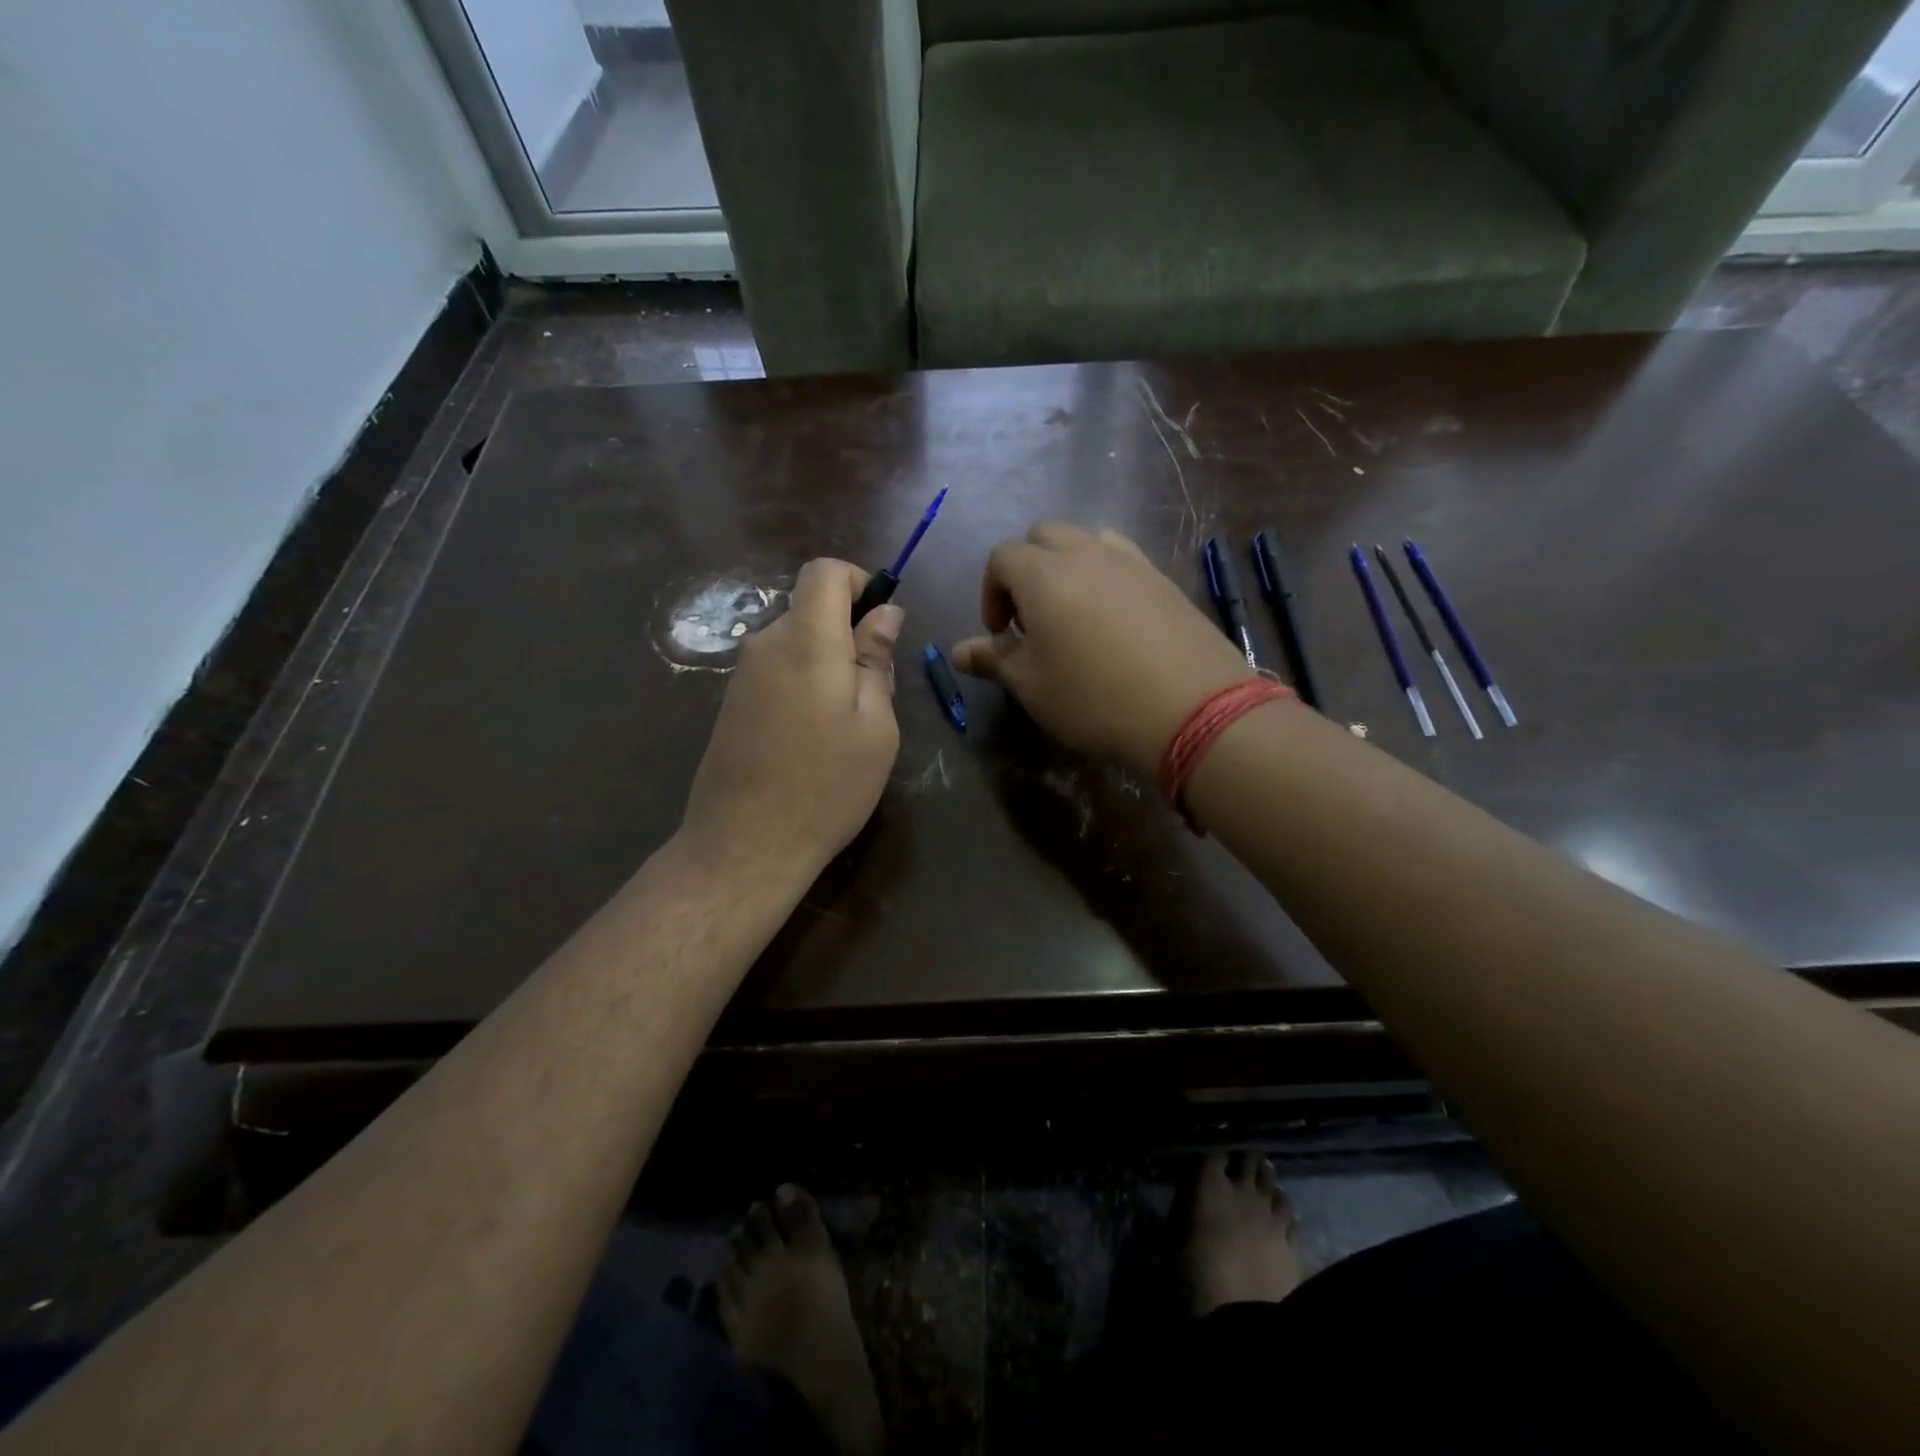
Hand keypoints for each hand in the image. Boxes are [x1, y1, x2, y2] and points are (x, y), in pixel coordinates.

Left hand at [681, 559, 902, 875]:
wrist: (745, 844)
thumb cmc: (827, 786)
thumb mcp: (874, 725)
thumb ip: (876, 660)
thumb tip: (885, 613)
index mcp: (806, 640)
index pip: (824, 572)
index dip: (858, 583)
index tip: (881, 627)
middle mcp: (766, 644)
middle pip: (812, 609)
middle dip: (850, 635)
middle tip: (875, 697)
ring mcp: (743, 675)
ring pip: (798, 643)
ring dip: (829, 666)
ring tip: (846, 727)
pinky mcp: (733, 703)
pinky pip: (779, 671)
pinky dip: (805, 685)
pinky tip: (813, 739)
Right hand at [952, 524, 1252, 774]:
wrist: (1192, 707)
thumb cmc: (1095, 698)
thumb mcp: (1033, 686)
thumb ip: (994, 660)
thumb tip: (957, 651)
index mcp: (1043, 574)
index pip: (1001, 557)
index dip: (990, 593)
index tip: (1000, 635)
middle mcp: (1085, 553)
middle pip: (1043, 536)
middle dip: (1026, 570)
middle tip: (1032, 620)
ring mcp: (1131, 562)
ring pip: (1086, 541)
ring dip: (1067, 566)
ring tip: (1072, 614)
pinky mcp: (1164, 579)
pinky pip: (1122, 559)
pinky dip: (1105, 576)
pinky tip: (1113, 621)